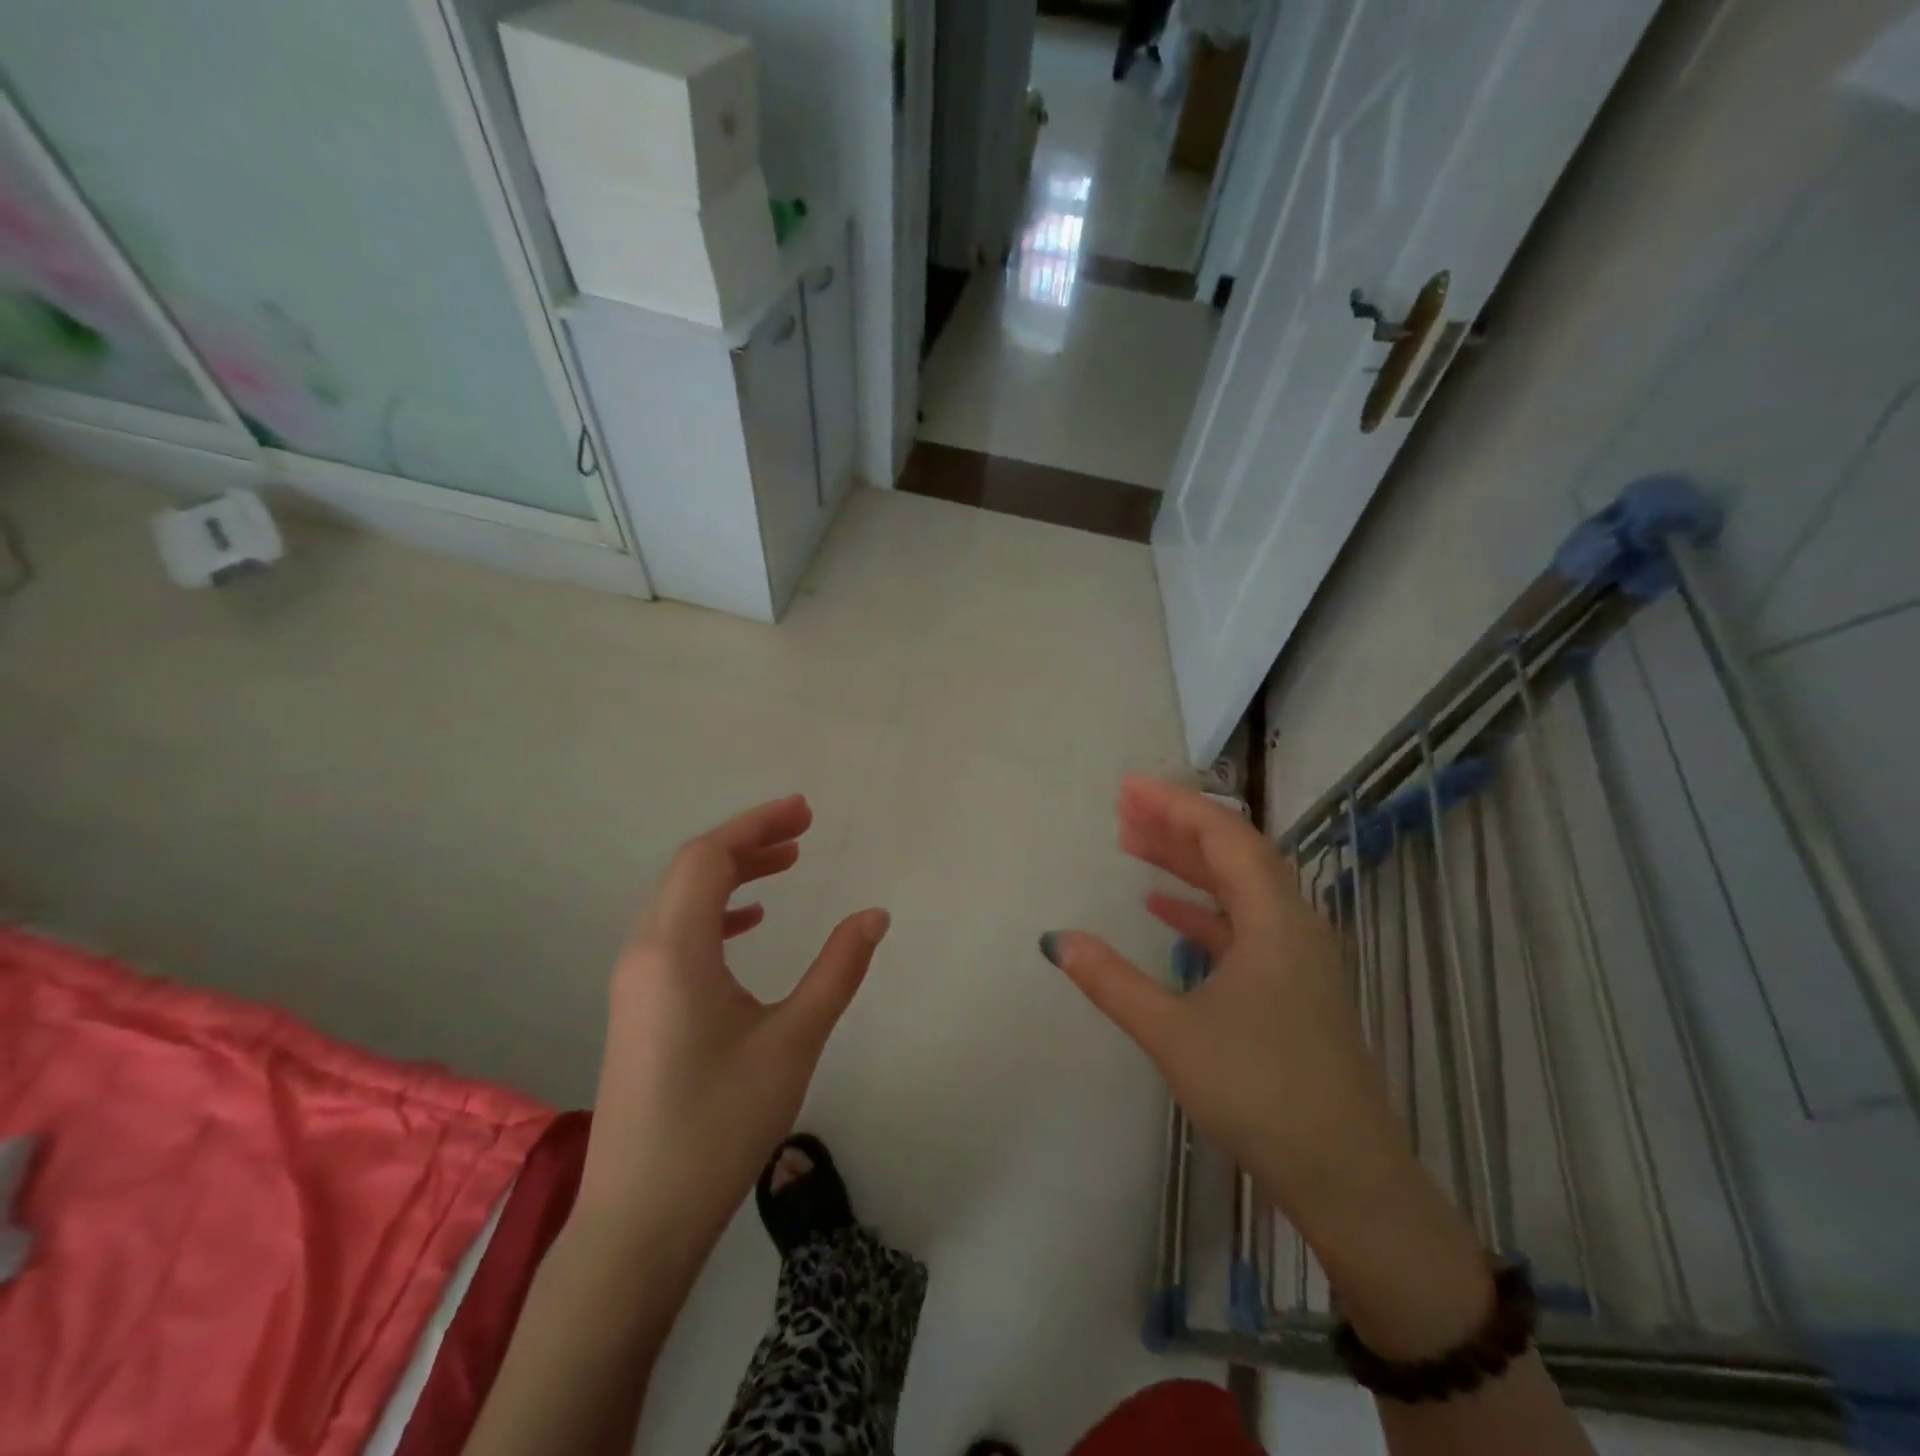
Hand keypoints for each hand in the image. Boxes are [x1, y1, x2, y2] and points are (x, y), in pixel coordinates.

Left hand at [575, 795, 889, 1245]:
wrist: (641, 1219)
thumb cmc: (720, 1124)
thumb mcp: (793, 1041)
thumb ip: (838, 970)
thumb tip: (875, 915)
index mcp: (675, 950)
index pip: (709, 857)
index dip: (757, 825)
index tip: (806, 812)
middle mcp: (644, 952)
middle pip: (691, 868)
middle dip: (748, 841)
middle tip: (803, 830)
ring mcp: (635, 980)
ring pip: (680, 899)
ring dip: (731, 873)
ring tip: (787, 865)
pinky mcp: (638, 1005)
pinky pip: (675, 931)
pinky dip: (715, 910)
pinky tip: (751, 922)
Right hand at [1041, 774, 1491, 1339]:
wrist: (1343, 1173)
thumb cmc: (1258, 1091)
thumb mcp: (1173, 1033)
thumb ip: (1111, 981)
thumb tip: (1056, 940)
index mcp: (1274, 920)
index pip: (1225, 837)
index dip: (1175, 805)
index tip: (1129, 787)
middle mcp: (1293, 923)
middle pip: (1234, 852)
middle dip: (1177, 825)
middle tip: (1123, 808)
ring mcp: (1296, 954)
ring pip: (1238, 887)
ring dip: (1187, 863)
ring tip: (1133, 844)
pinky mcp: (1291, 983)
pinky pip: (1243, 922)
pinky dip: (1202, 907)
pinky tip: (1162, 909)